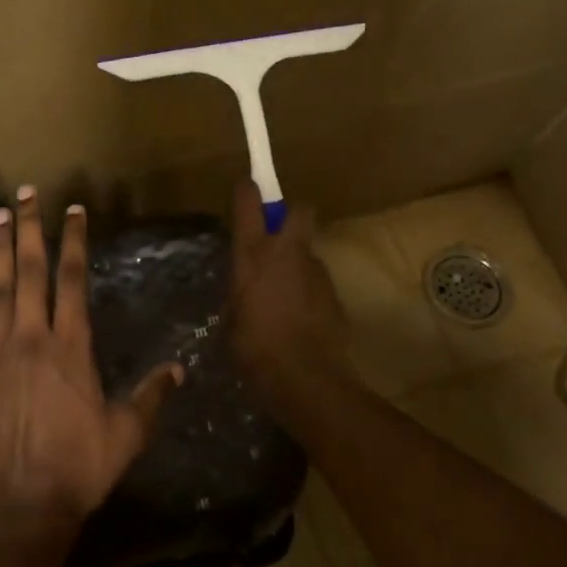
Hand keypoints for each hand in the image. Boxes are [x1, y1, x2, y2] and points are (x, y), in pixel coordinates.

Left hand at [0, 187, 183, 520]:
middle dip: (29, 229)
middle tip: (25, 193)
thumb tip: (179, 368)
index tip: (72, 211)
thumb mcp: (126, 436)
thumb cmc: (76, 471)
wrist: (17, 508)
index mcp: (72, 347)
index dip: (73, 242)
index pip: (74, 280)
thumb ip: (151, 397)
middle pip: (30, 271)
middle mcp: (32, 337)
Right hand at [228, 179, 349, 412]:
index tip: (246, 187)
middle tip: (276, 236)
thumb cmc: (254, 349)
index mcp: (253, 255)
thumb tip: (242, 291)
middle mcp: (286, 253)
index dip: (248, 190)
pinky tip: (298, 316)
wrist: (306, 380)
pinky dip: (307, 289)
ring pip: (307, 249)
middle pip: (299, 210)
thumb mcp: (231, 318)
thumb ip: (238, 293)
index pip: (249, 202)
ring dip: (296, 261)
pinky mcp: (335, 293)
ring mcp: (315, 271)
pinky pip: (316, 280)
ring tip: (283, 293)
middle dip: (290, 214)